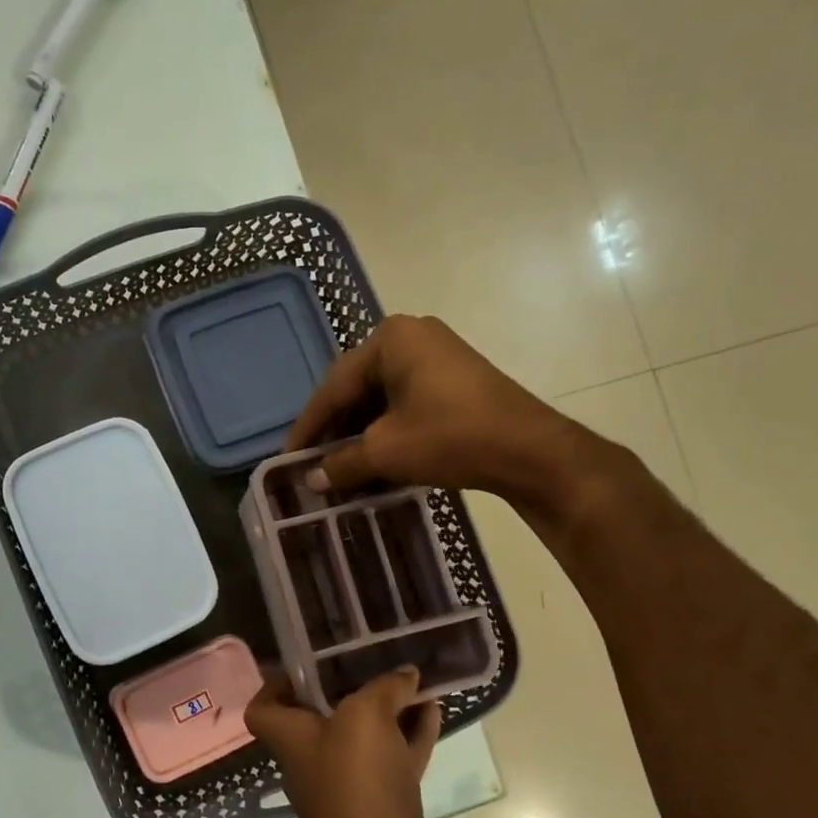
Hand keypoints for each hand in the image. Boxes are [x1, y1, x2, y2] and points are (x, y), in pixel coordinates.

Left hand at [245, 668, 444, 817]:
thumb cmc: (356, 782)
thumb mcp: (365, 716)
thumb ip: (384, 687)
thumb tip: (405, 675)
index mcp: (291, 736)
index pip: (264, 707)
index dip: (278, 683)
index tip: (308, 663)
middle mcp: (313, 759)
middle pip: (322, 716)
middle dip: (349, 687)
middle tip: (375, 659)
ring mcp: (350, 785)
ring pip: (367, 736)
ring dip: (389, 709)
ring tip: (414, 678)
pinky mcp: (384, 805)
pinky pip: (397, 759)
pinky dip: (413, 735)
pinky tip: (434, 711)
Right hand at [288, 314, 602, 512]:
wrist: (530, 450)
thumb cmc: (449, 437)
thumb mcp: (386, 451)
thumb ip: (342, 462)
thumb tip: (312, 479)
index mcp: (389, 339)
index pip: (334, 387)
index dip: (309, 426)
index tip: (288, 458)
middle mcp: (411, 337)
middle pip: (357, 389)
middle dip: (335, 430)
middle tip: (312, 463)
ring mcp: (436, 356)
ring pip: (381, 399)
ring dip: (360, 435)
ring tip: (340, 468)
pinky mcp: (453, 380)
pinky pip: (405, 403)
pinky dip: (386, 432)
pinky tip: (374, 461)